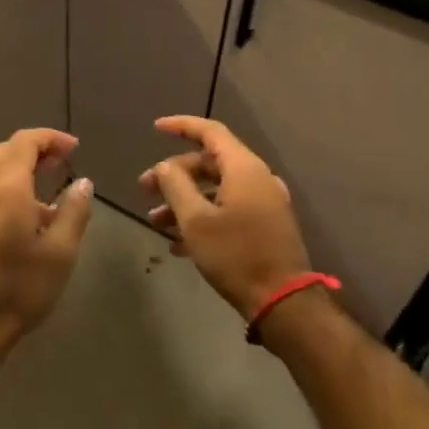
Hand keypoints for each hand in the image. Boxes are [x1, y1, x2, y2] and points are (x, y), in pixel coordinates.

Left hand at [0, 128, 93, 356]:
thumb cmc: (19, 290)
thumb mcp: (60, 253)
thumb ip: (74, 212)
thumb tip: (82, 183)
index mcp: (6, 190)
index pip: (24, 142)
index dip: (50, 138)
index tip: (73, 148)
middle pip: (3, 154)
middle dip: (33, 150)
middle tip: (61, 163)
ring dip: (19, 174)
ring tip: (47, 198)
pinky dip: (5, 196)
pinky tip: (21, 226)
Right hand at [140, 116, 309, 320]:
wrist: (282, 301)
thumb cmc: (235, 255)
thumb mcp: (195, 220)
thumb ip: (176, 185)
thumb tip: (165, 166)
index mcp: (244, 168)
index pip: (210, 131)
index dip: (181, 126)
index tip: (156, 128)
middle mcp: (257, 178)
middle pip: (210, 163)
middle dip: (175, 175)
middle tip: (145, 190)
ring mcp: (264, 203)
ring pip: (216, 190)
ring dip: (185, 201)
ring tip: (156, 222)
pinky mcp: (266, 225)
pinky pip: (228, 209)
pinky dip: (203, 217)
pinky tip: (178, 245)